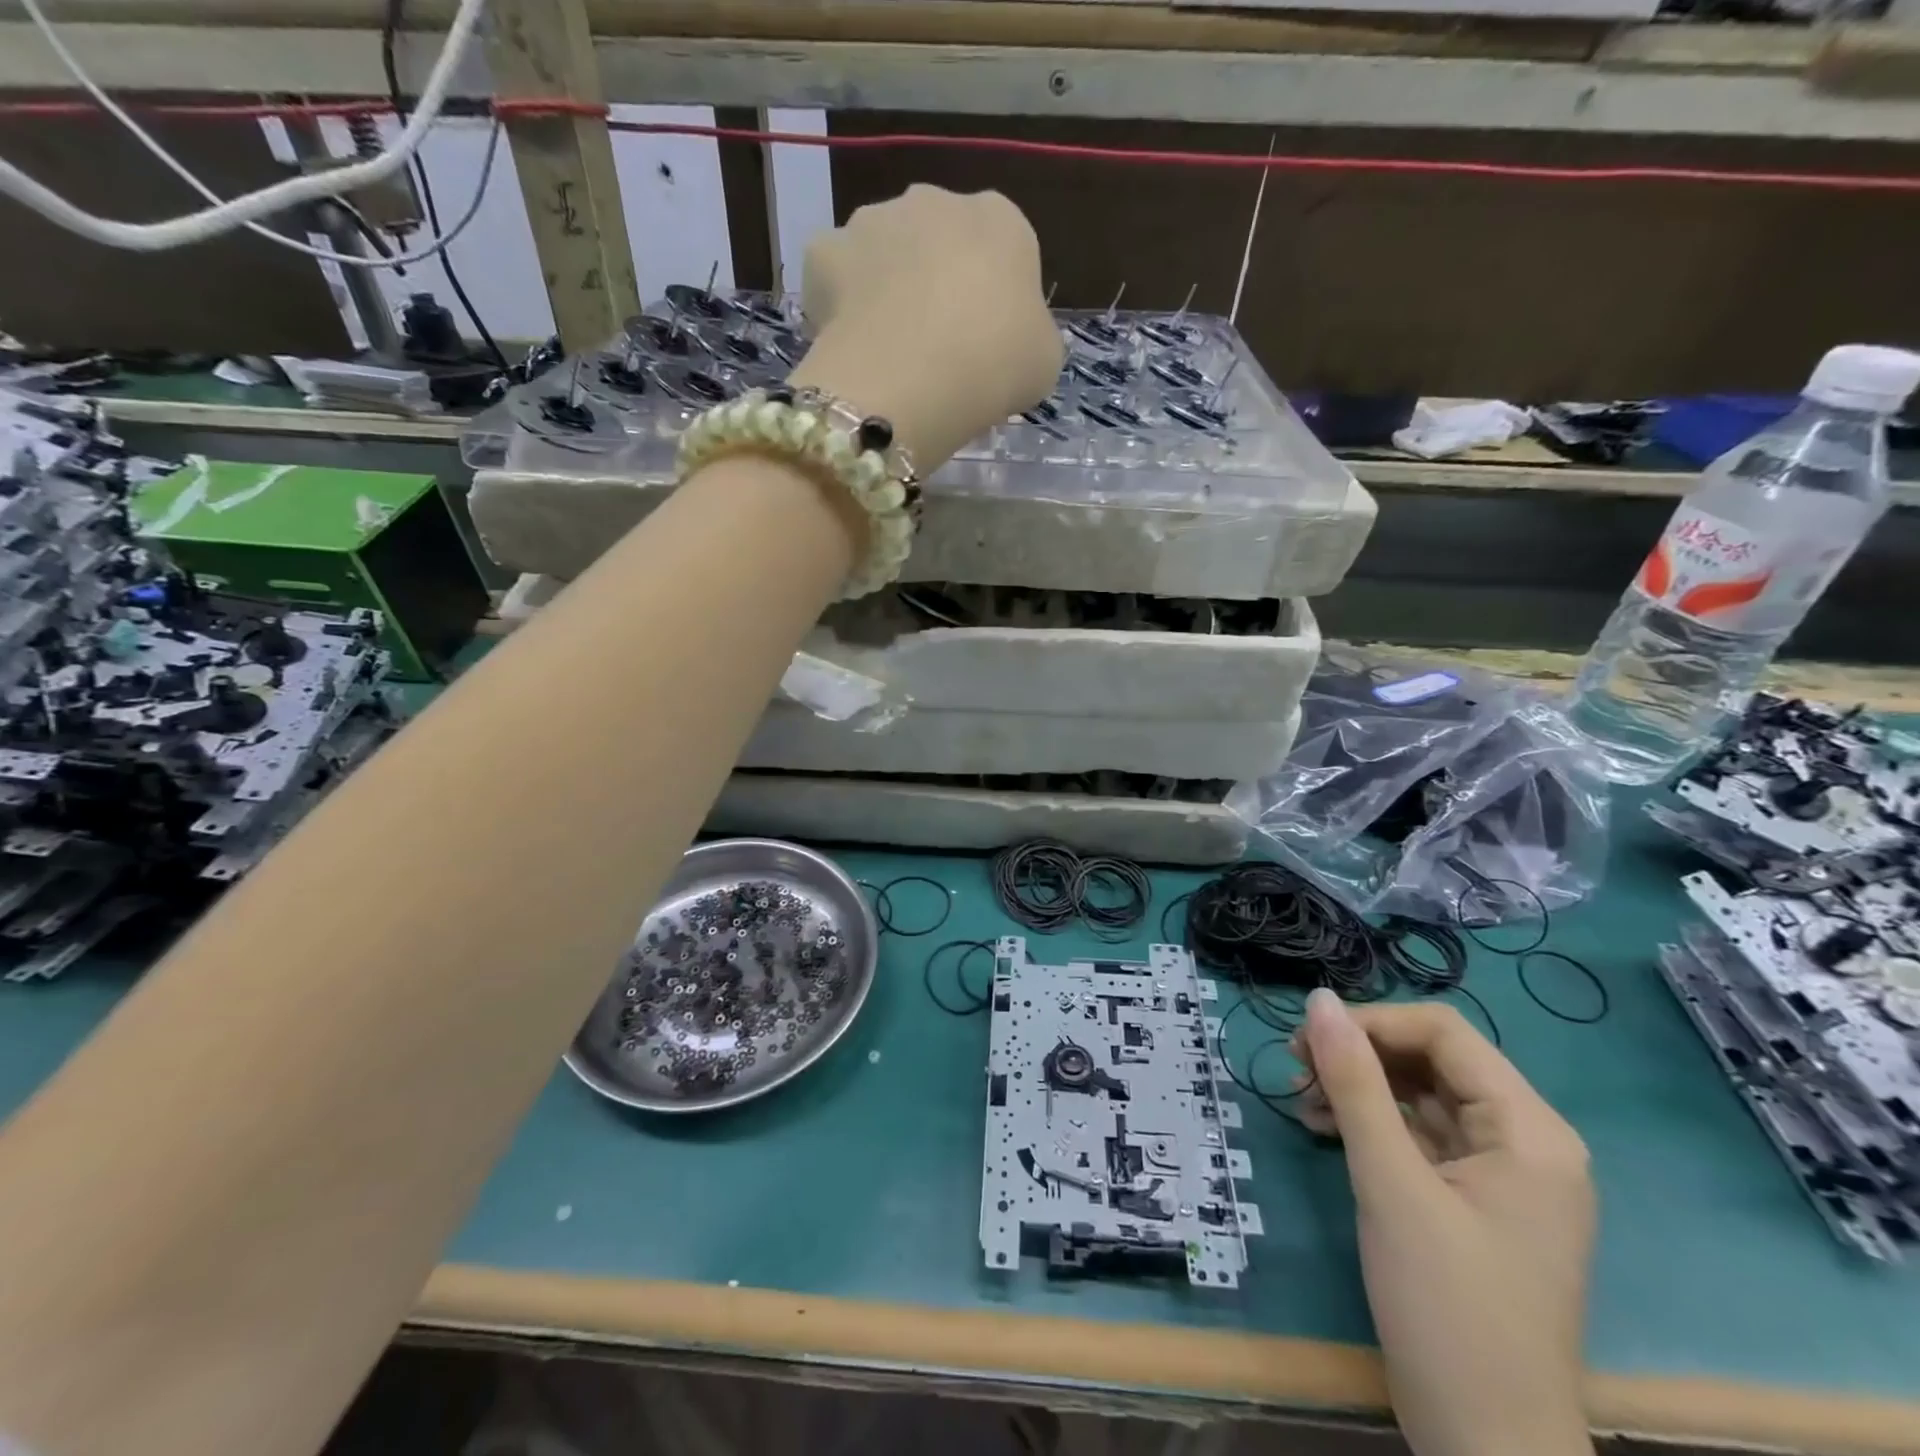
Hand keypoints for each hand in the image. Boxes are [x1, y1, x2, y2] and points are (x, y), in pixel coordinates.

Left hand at [789, 184, 1063, 469]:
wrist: (913, 377)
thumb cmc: (996, 366)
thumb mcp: (1043, 359)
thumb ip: (1029, 335)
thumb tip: (1011, 338)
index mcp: (1000, 219)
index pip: (1001, 250)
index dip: (992, 298)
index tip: (985, 343)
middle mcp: (935, 200)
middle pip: (937, 242)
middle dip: (934, 283)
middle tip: (935, 347)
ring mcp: (874, 219)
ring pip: (882, 253)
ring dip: (885, 288)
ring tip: (889, 350)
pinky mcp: (824, 250)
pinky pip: (835, 276)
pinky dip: (839, 303)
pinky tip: (850, 343)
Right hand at [1295, 991, 1596, 1455]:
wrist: (1486, 1446)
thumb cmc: (1447, 1308)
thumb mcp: (1391, 1184)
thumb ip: (1354, 1083)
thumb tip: (1318, 1000)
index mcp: (1530, 1130)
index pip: (1444, 1033)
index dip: (1371, 1023)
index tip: (1306, 1039)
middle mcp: (1527, 1141)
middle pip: (1433, 1061)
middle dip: (1360, 1056)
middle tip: (1294, 1067)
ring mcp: (1504, 1174)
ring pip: (1421, 1095)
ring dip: (1358, 1088)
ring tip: (1301, 1099)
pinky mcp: (1476, 1201)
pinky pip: (1420, 1136)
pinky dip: (1371, 1124)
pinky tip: (1323, 1127)